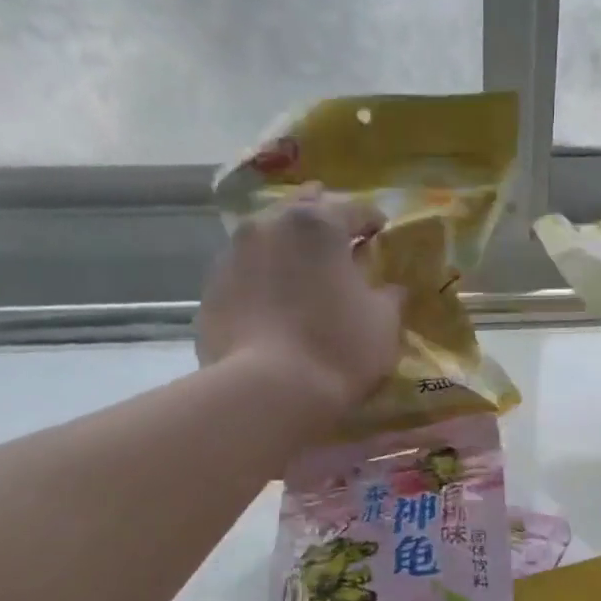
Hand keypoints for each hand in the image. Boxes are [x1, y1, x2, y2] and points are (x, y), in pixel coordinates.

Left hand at [199, 191, 403, 418]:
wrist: (266, 391)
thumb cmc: (337, 349)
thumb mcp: (383, 323)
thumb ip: (388, 296)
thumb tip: (389, 288)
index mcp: (318, 223)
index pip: (354, 209)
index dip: (373, 221)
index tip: (382, 233)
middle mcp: (269, 224)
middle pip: (302, 211)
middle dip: (324, 222)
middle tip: (341, 242)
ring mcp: (233, 254)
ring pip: (268, 237)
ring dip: (289, 248)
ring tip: (303, 271)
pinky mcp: (211, 288)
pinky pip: (247, 271)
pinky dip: (264, 277)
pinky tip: (275, 302)